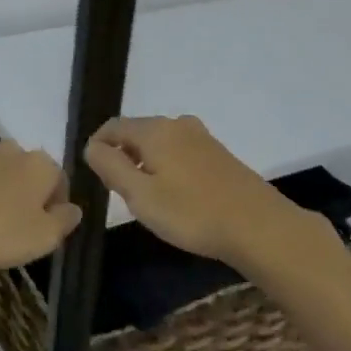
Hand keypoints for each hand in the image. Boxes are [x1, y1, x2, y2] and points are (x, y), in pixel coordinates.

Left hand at [0, 141, 82, 279]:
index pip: (59, 179)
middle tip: (19, 224)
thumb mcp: (46, 237)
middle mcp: (9, 152)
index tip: (49, 227)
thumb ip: (66, 220)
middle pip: (25, 170)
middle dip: (26, 191)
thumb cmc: (2, 233)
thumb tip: (74, 209)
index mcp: (39, 164)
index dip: (57, 203)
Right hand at [83, 115, 302, 264]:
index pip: (112, 126)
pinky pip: (180, 152)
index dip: (98, 147)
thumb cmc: (192, 213)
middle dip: (123, 157)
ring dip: (146, 164)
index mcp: (155, 130)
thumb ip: (110, 166)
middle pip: (137, 133)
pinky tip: (177, 197)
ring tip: (148, 199)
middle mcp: (178, 124)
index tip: (96, 177)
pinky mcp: (219, 154)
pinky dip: (168, 168)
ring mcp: (202, 138)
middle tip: (121, 193)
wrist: (259, 227)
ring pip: (159, 143)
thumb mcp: (140, 195)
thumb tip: (91, 146)